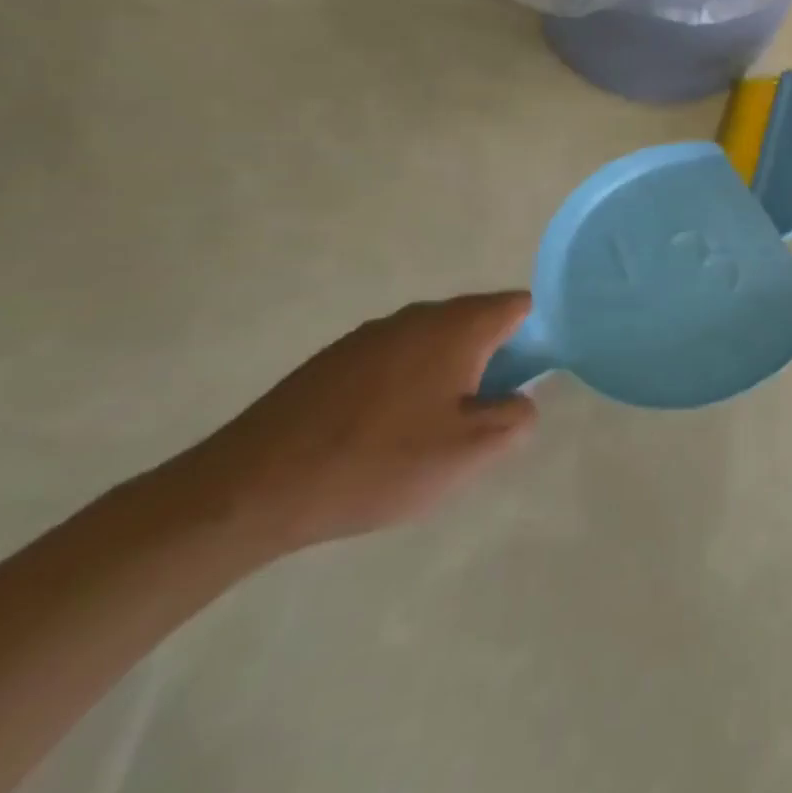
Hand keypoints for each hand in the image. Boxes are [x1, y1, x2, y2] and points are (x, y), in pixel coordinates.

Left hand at [168, 293, 538, 556]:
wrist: (253, 487)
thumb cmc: (377, 462)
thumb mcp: (467, 452)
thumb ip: (515, 419)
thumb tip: (522, 400)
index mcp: (457, 326)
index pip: (520, 306)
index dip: (539, 336)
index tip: (533, 380)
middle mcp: (418, 316)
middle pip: (478, 322)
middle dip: (495, 361)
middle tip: (487, 415)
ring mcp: (372, 334)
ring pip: (435, 342)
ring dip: (450, 374)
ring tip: (435, 430)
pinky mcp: (336, 359)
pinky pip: (396, 359)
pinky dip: (409, 383)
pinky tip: (387, 432)